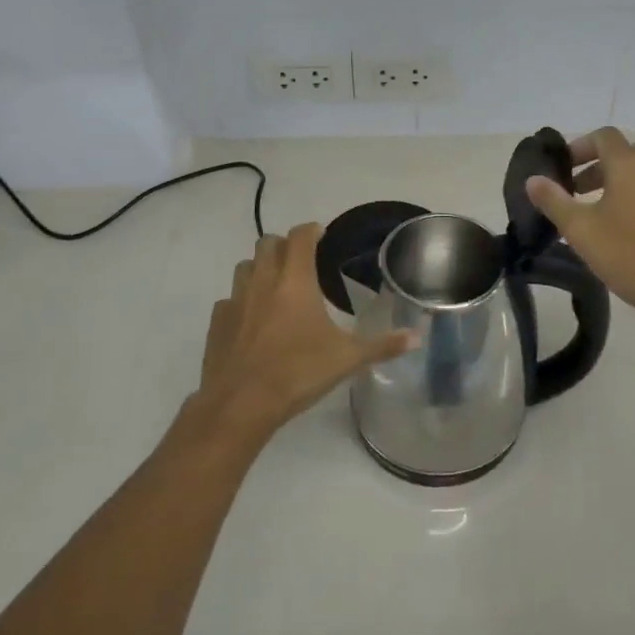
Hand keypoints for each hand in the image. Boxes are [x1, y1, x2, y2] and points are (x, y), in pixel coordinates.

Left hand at [194, 223, 413, 444]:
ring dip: (260, 267)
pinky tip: (252, 321)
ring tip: (276, 287)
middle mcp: (263, 280)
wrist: (241, 404)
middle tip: (301, 260)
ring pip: (245, 266)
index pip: (301, 236)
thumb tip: (417, 337)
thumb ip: (383, 345)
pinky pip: (229, 299)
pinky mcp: (217, 321)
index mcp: (295, 280)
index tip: (321, 235)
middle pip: (268, 242)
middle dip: (285, 244)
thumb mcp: (347, 359)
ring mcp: (236, 299)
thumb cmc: (298, 373)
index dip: (312, 230)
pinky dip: (242, 301)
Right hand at [526, 128, 634, 323]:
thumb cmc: (629, 255)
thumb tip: (533, 179)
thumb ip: (554, 200)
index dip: (578, 147)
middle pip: (621, 153)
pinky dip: (633, 196)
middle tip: (572, 192)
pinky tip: (620, 229)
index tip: (561, 169)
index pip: (603, 136)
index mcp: (630, 164)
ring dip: (613, 182)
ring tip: (593, 213)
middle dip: (593, 166)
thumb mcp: (581, 229)